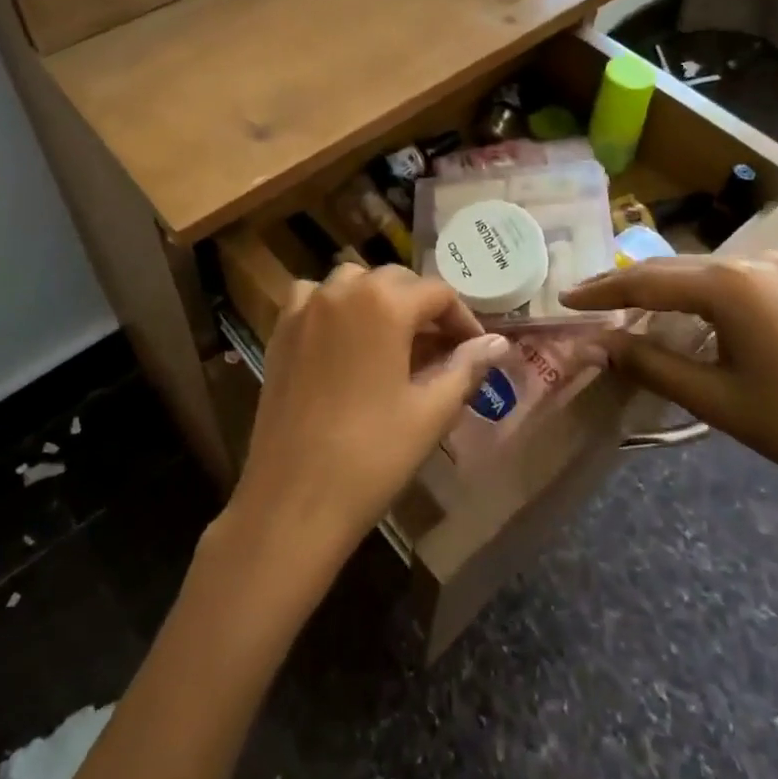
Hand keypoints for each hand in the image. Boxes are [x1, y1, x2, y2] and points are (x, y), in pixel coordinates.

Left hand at [223, 264, 506, 581]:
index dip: (463, 319)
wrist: (293, 498)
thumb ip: (466, 367)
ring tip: (393, 340)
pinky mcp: (280, 331)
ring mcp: (305, 308)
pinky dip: (334, 306)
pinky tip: (343, 340)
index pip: (438, 293)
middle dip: (423, 307)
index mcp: (384, 303)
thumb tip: (498, 343)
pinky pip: (312, 298)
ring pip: (352, 282)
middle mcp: (342, 290)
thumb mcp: (431, 411)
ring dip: (378, 299)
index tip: (476, 350)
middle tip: (441, 349)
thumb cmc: (372, 455)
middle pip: (395, 280)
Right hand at [562, 253, 777, 532]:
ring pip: (697, 271)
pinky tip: (677, 312)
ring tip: (621, 308)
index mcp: (729, 283)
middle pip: (670, 268)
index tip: (563, 299)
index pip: (646, 281)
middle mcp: (751, 261)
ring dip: (658, 288)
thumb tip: (597, 343)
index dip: (601, 291)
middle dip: (625, 285)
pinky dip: (692, 293)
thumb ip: (648, 363)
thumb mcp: (713, 398)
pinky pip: (726, 279)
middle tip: (584, 302)